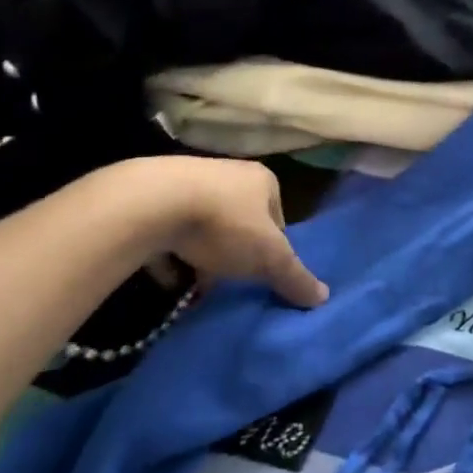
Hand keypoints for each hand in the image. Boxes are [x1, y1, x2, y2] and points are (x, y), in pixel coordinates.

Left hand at [120, 157, 328, 307]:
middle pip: (241, 221)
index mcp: (263, 180)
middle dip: (238, 252)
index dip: (274, 247)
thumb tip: (323, 298)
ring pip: (205, 226)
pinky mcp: (151, 197)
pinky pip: (168, 231)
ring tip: (200, 284)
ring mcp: (187, 182)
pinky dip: (171, 254)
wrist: (148, 204)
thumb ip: (295, 277)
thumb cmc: (224, 224)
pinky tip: (169, 278)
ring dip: (204, 255)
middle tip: (233, 280)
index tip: (263, 272)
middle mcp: (228, 173)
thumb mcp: (269, 257)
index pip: (279, 217)